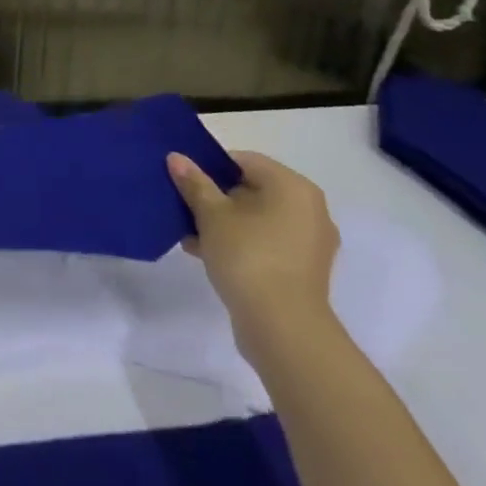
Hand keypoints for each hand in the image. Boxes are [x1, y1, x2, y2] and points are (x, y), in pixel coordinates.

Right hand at [167, 148, 339, 369]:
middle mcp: (309, 209)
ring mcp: (309, 242)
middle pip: (251, 189)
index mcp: (293, 187)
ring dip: (223, 223)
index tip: (184, 180)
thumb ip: (194, 183)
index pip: (244, 161)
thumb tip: (177, 157)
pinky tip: (205, 253)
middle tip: (183, 206)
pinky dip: (239, 243)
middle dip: (215, 197)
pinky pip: (265, 243)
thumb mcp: (211, 214)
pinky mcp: (302, 270)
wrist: (282, 327)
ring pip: (256, 219)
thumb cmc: (248, 256)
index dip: (210, 166)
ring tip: (189, 234)